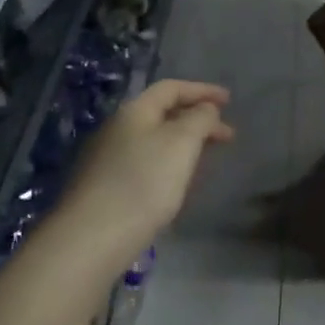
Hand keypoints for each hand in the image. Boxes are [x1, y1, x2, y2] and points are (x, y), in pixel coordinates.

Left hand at [60, 79, 233, 257]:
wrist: (95, 235)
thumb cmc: (145, 182)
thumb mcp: (181, 143)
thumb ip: (199, 119)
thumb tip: (205, 109)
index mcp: (134, 111)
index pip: (171, 88)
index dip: (202, 90)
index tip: (229, 101)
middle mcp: (118, 129)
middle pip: (163, 114)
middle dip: (198, 120)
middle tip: (227, 136)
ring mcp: (109, 158)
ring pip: (155, 140)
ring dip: (185, 143)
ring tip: (208, 158)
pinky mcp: (107, 186)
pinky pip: (146, 163)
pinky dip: (170, 163)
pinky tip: (180, 182)